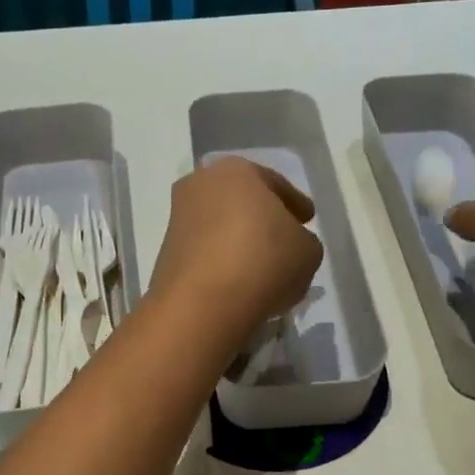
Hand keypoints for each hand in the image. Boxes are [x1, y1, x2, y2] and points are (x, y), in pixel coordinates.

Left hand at [150, 157, 322, 345]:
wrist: (203, 304)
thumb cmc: (263, 262)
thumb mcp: (308, 251)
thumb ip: (304, 241)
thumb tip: (291, 245)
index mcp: (238, 170)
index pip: (276, 184)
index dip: (296, 203)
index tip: (307, 219)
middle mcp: (201, 185)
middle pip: (243, 201)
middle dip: (262, 218)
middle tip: (283, 239)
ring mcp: (178, 218)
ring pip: (221, 226)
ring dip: (239, 241)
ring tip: (261, 266)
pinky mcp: (166, 252)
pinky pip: (205, 251)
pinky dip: (221, 261)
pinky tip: (238, 280)